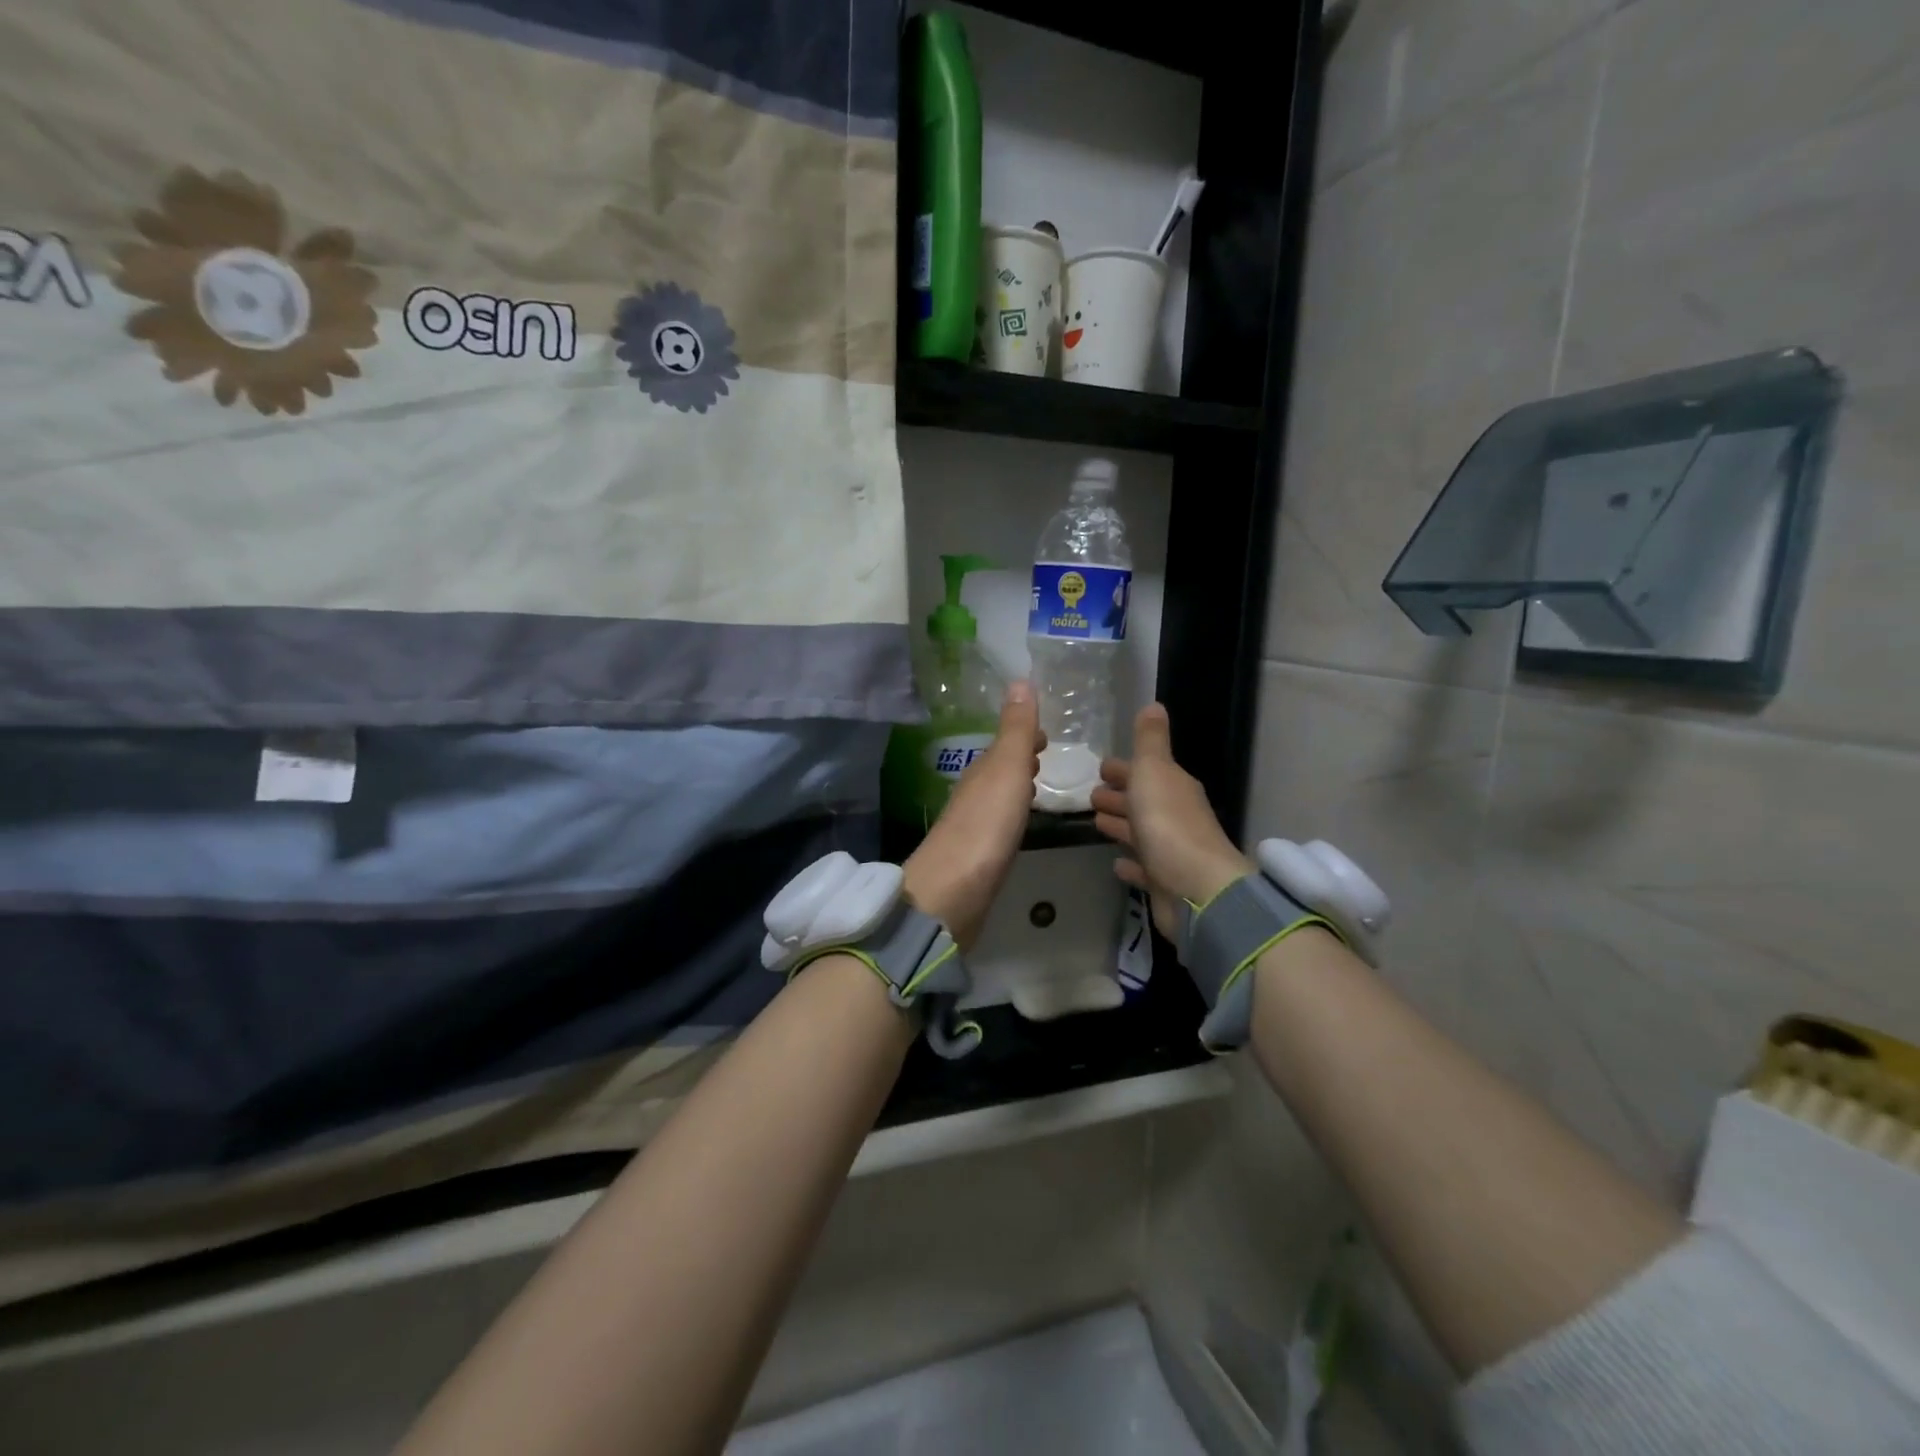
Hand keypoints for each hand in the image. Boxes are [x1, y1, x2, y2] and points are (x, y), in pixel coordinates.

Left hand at [901, 682, 1044, 950]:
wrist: (954, 891)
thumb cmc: (986, 825)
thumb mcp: (1007, 769)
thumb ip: (1016, 730)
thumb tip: (1019, 679)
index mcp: (981, 771)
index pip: (1004, 744)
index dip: (1024, 736)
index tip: (1046, 732)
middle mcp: (973, 794)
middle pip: (999, 769)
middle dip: (1021, 758)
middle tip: (1047, 752)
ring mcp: (973, 827)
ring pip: (998, 796)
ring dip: (1016, 785)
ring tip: (1039, 782)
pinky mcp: (977, 858)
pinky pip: (998, 824)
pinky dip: (1012, 814)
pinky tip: (1020, 824)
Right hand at [1091, 703, 1251, 937]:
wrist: (1197, 889)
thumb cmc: (1168, 823)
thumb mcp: (1154, 771)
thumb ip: (1150, 740)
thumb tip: (1154, 704)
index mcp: (1173, 787)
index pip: (1146, 772)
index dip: (1123, 769)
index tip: (1100, 768)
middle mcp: (1175, 816)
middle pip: (1143, 801)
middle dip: (1119, 796)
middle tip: (1090, 795)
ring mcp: (1171, 851)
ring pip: (1141, 833)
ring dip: (1120, 826)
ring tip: (1095, 823)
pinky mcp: (1164, 883)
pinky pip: (1143, 868)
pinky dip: (1130, 863)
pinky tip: (1116, 864)